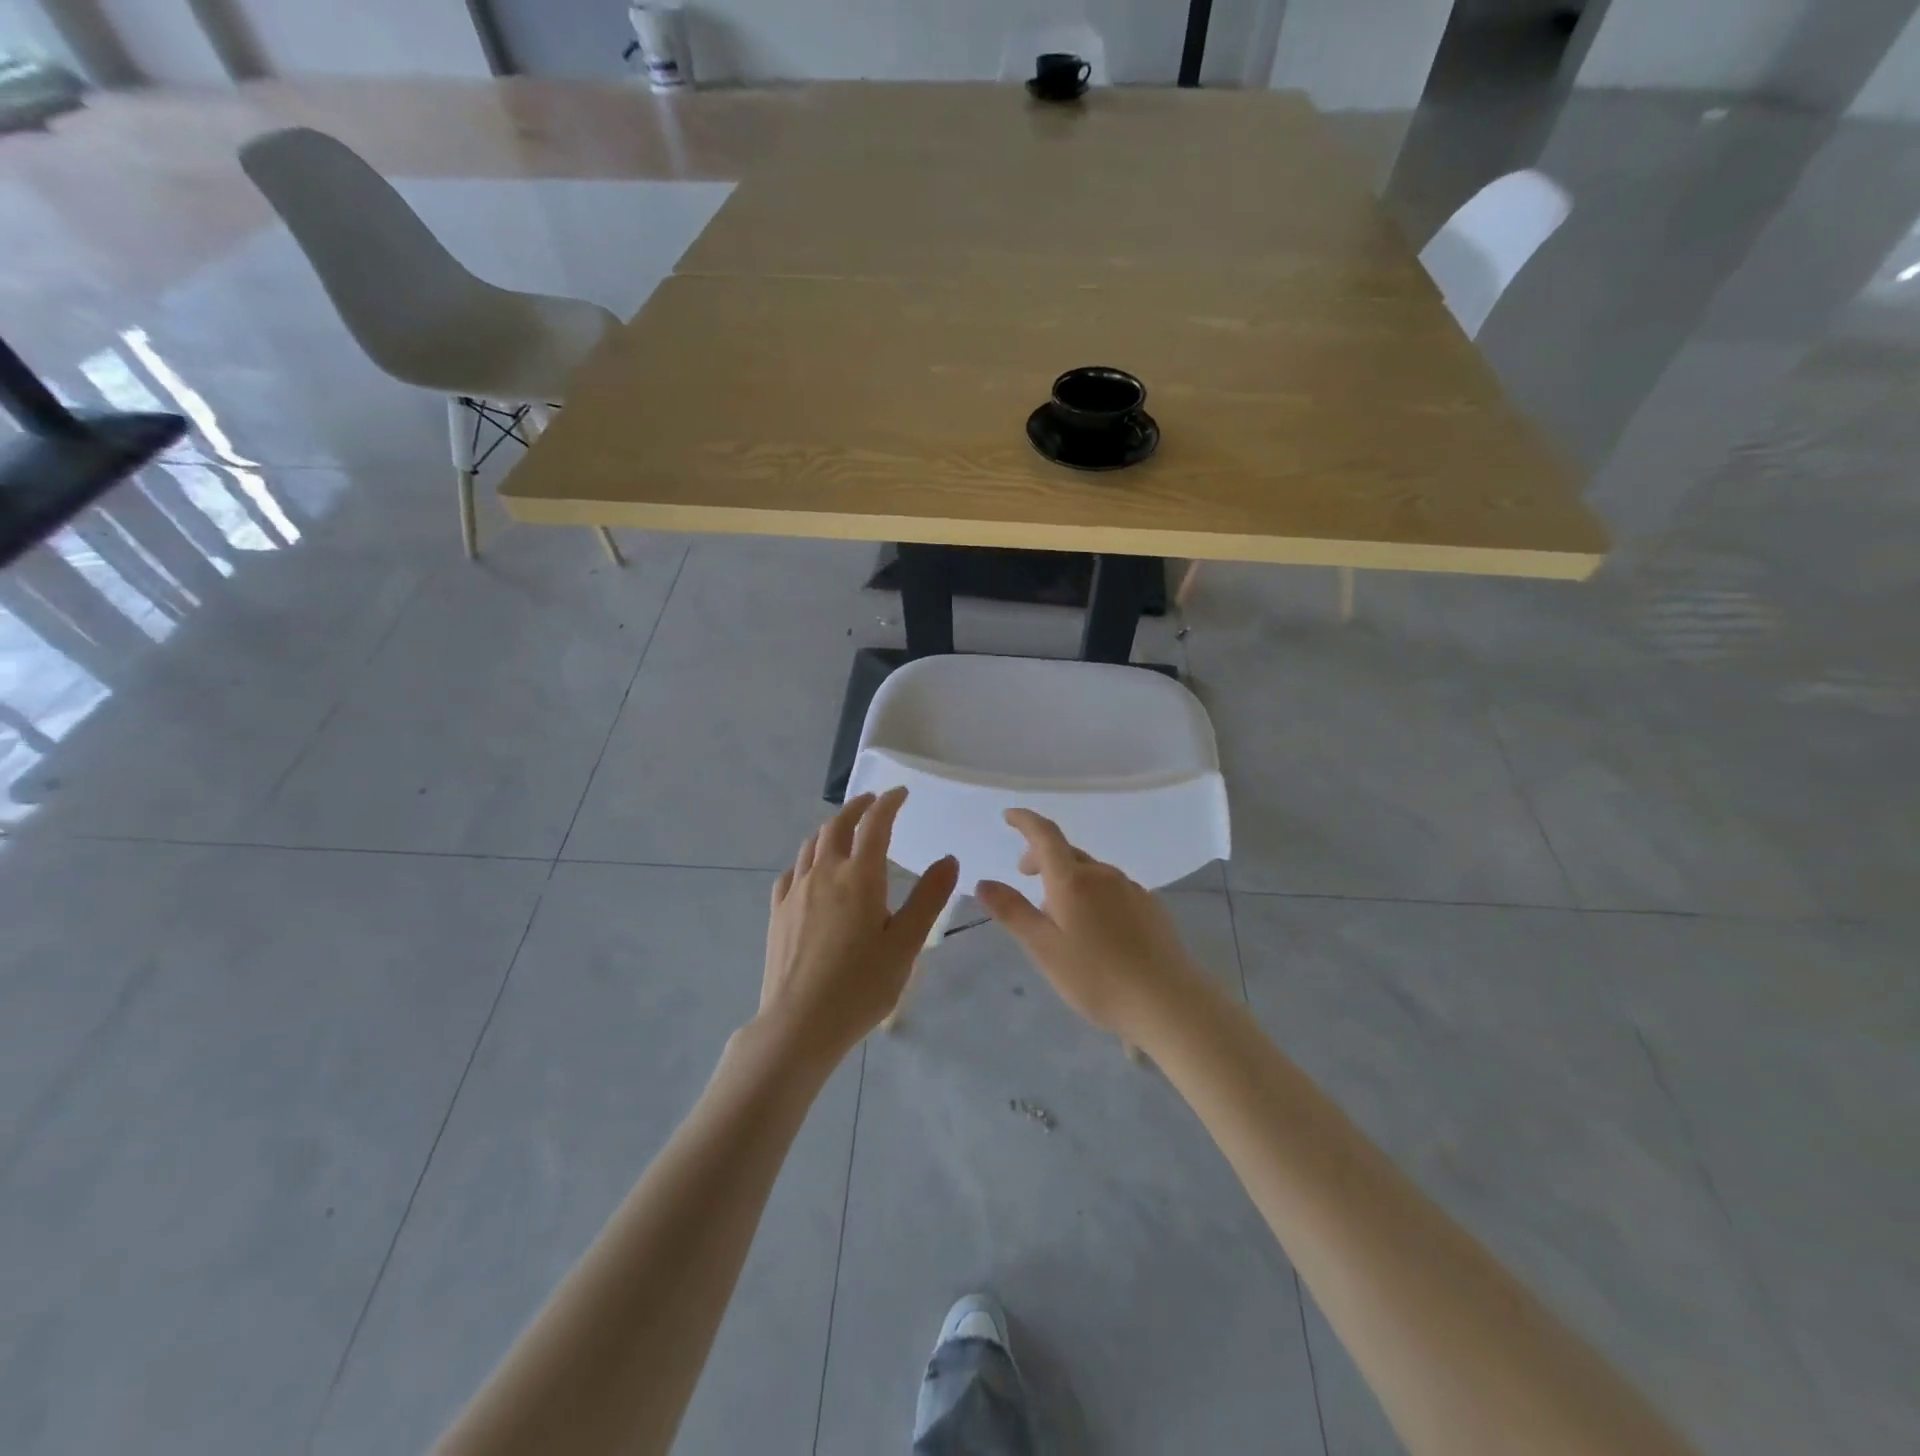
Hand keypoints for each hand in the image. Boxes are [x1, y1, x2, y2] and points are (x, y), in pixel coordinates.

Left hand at [761, 788, 957, 1063]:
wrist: (800, 1023)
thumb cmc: (861, 985)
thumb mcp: (906, 943)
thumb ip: (928, 898)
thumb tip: (949, 859)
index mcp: (860, 876)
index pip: (876, 824)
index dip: (889, 803)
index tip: (901, 793)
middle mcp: (825, 873)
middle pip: (837, 825)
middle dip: (857, 808)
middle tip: (872, 802)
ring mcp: (797, 891)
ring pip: (811, 844)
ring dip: (831, 828)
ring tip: (845, 830)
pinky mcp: (778, 912)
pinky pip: (793, 871)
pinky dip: (807, 859)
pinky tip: (811, 871)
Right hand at [975, 809, 1205, 1042]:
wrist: (1168, 1002)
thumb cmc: (1097, 978)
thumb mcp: (1044, 949)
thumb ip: (1013, 912)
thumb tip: (983, 882)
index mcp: (1073, 880)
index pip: (1045, 835)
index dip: (1025, 821)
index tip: (1009, 815)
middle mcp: (1103, 874)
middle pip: (1067, 853)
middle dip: (1042, 857)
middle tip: (1025, 877)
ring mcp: (1131, 888)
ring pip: (1091, 872)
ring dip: (1069, 879)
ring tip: (1059, 913)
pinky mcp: (1151, 906)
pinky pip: (1112, 888)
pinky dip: (1094, 894)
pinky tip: (1096, 928)